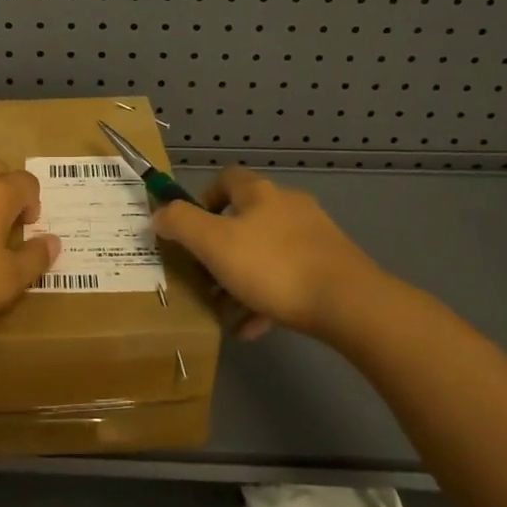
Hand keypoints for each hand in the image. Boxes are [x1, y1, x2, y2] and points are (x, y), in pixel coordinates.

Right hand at [152, 167, 396, 342]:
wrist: (348, 303)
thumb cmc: (272, 266)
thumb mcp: (213, 243)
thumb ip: (181, 224)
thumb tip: (159, 214)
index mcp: (259, 193)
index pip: (225, 179)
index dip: (202, 199)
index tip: (189, 230)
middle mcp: (287, 206)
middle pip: (244, 220)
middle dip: (219, 250)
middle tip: (202, 278)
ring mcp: (312, 237)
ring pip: (264, 254)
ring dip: (240, 279)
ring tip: (223, 311)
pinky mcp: (329, 267)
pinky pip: (287, 279)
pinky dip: (265, 299)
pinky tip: (251, 328)